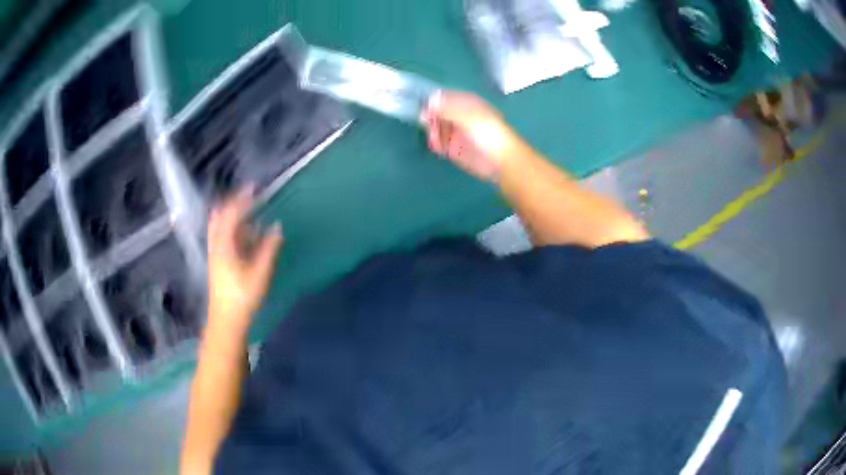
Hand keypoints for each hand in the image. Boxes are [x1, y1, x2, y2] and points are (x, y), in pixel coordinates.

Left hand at [206, 187, 282, 332]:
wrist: (226, 320)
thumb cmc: (243, 296)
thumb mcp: (260, 272)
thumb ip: (269, 248)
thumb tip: (277, 227)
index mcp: (224, 244)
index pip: (231, 214)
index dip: (242, 199)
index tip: (254, 188)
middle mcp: (216, 244)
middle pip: (220, 216)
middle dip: (233, 204)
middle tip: (249, 197)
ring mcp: (214, 253)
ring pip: (219, 227)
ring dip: (232, 216)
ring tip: (248, 211)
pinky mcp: (217, 262)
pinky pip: (221, 236)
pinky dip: (232, 229)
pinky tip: (244, 234)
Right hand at [421, 91, 523, 181]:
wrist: (500, 160)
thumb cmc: (489, 133)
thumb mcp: (469, 117)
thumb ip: (448, 109)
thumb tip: (429, 102)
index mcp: (466, 103)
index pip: (444, 97)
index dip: (433, 101)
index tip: (425, 107)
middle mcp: (459, 116)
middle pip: (436, 112)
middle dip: (430, 117)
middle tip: (428, 123)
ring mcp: (456, 131)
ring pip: (435, 127)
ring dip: (432, 131)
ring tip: (436, 138)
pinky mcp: (453, 147)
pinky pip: (438, 142)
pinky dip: (435, 143)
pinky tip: (438, 147)